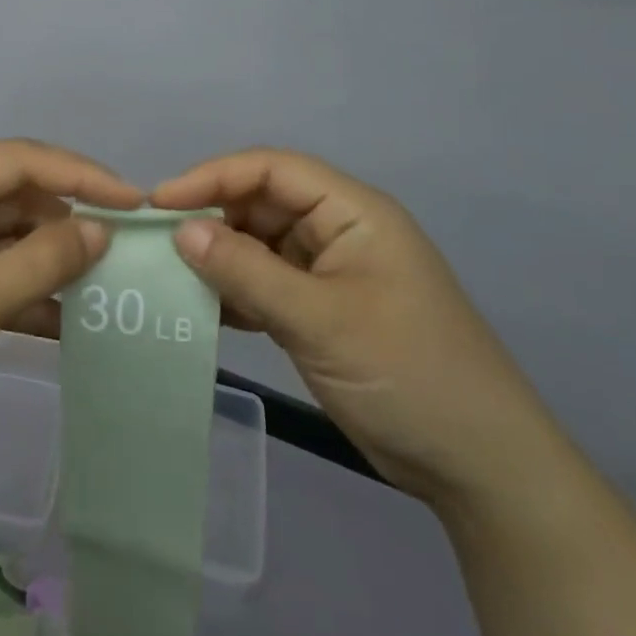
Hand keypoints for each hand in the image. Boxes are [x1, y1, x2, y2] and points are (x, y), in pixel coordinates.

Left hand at [0, 140, 141, 475]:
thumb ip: (43, 261)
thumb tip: (102, 231)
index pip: (16, 159)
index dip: (80, 175)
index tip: (134, 200)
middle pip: (9, 198)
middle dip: (64, 226)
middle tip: (122, 253)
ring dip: (44, 264)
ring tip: (104, 287)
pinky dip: (18, 294)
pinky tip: (64, 321)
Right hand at [153, 150, 566, 514]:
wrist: (478, 466)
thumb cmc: (407, 374)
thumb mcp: (320, 320)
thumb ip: (246, 271)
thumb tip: (181, 230)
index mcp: (353, 212)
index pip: (273, 169)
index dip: (214, 176)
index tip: (160, 202)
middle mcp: (340, 231)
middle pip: (263, 204)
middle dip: (212, 218)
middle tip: (156, 244)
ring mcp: (332, 272)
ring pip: (261, 245)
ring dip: (220, 257)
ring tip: (169, 275)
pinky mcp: (323, 310)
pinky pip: (268, 284)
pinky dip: (236, 292)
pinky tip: (203, 308)